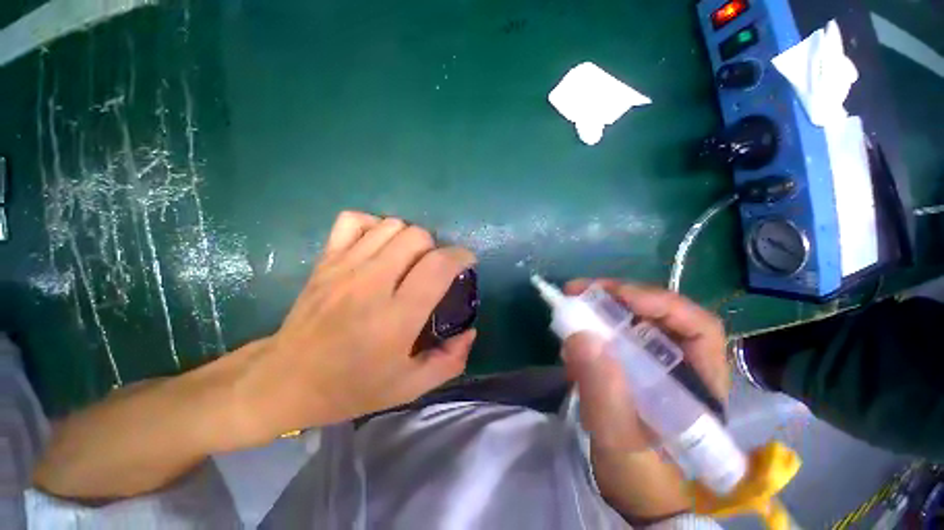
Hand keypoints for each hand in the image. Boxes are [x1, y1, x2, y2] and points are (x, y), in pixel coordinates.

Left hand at [229, 212, 476, 445]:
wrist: (285, 380)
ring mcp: (344, 267)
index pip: (437, 266)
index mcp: (395, 318)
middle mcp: (371, 284)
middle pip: (416, 237)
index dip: (460, 257)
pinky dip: (373, 226)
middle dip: (435, 248)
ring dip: (409, 238)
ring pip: (391, 225)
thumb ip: (449, 361)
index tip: (466, 263)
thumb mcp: (409, 387)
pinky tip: (377, 247)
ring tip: (408, 260)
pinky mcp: (325, 260)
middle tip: (433, 269)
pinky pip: (354, 220)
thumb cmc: (351, 387)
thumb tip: (470, 331)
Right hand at [561, 280, 728, 520]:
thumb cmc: (640, 477)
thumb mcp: (619, 439)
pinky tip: (572, 340)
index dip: (659, 303)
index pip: (697, 326)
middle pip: (657, 314)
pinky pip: (612, 335)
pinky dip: (590, 329)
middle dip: (618, 297)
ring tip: (571, 309)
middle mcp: (681, 365)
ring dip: (600, 310)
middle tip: (579, 291)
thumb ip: (603, 392)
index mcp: (699, 383)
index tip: (617, 295)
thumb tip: (580, 335)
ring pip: (631, 320)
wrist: (632, 495)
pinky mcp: (631, 365)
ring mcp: (654, 363)